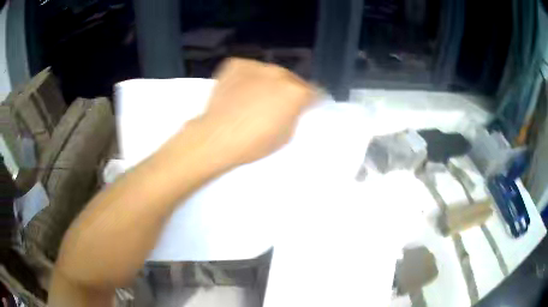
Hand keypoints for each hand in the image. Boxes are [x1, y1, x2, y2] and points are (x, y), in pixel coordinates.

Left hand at [191, 58, 314, 167]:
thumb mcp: (286, 135)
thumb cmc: (254, 143)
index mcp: (296, 92)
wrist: (217, 137)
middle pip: (291, 79)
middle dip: (288, 90)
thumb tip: (292, 106)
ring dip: (267, 83)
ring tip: (253, 99)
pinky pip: (248, 69)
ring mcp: (257, 66)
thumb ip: (295, 114)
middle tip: (275, 105)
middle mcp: (280, 73)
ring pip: (269, 72)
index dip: (311, 100)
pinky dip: (247, 78)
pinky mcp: (236, 64)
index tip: (305, 106)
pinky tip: (238, 92)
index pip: (315, 91)